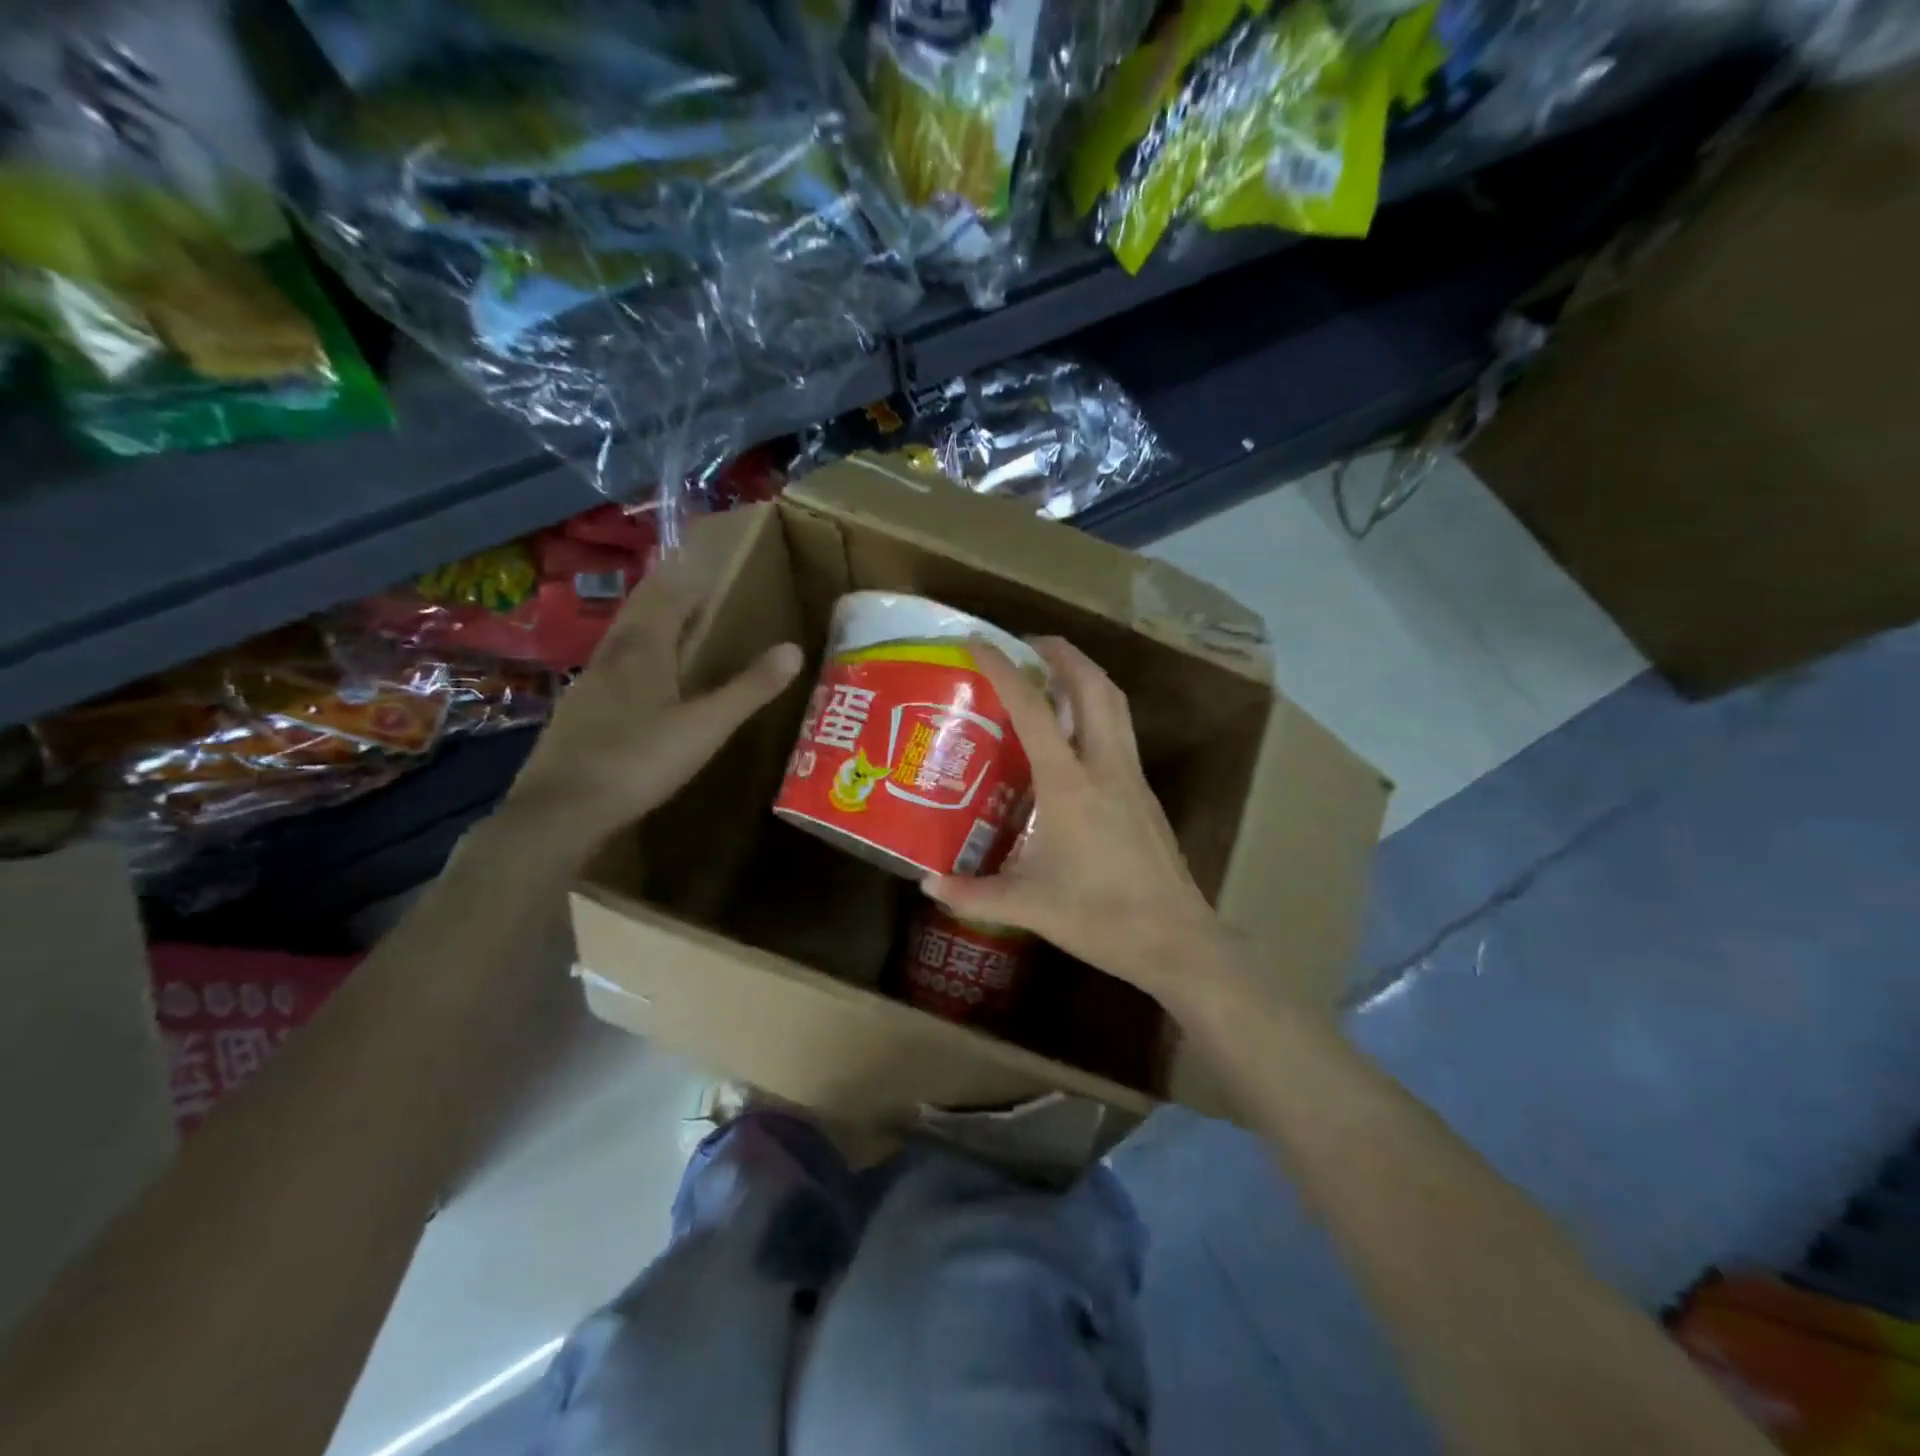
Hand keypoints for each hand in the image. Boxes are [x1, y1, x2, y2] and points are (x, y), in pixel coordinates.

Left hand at [502, 558, 801, 861]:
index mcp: (643, 651)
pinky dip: (628, 662)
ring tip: (665, 627)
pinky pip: (608, 672)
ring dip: (643, 626)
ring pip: (618, 642)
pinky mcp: (574, 715)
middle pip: (637, 614)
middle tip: (685, 585)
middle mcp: (611, 658)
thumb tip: (794, 649)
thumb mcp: (706, 726)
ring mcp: (587, 686)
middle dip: (662, 595)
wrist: (562, 810)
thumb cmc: (640, 760)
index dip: (686, 581)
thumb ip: (749, 688)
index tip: (705, 568)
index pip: (666, 599)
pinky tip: (634, 684)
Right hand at [923, 637, 1234, 1011]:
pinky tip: (1075, 737)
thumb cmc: (1101, 917)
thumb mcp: (1028, 906)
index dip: (1004, 668)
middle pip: (1094, 686)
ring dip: (1086, 676)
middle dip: (1063, 653)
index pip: (1034, 710)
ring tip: (1054, 674)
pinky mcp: (1144, 795)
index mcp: (1070, 784)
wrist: (1177, 940)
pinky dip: (1098, 711)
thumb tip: (927, 884)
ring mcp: (1131, 778)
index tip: (979, 641)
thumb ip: (973, 893)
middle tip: (1030, 644)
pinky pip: (1120, 732)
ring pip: (1115, 705)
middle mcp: (1105, 767)